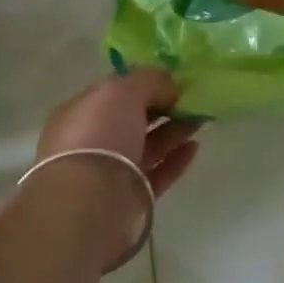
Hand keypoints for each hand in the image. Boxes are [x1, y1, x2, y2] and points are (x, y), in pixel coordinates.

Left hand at [27, 70, 200, 269]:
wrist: (90, 202)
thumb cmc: (99, 135)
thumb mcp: (121, 91)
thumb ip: (148, 80)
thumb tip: (169, 85)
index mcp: (81, 113)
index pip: (115, 93)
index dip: (145, 84)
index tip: (174, 80)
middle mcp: (93, 141)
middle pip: (134, 119)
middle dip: (163, 107)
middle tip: (193, 98)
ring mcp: (112, 171)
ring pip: (148, 146)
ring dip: (174, 130)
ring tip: (201, 118)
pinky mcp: (131, 198)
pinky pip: (158, 174)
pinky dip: (176, 159)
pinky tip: (195, 146)